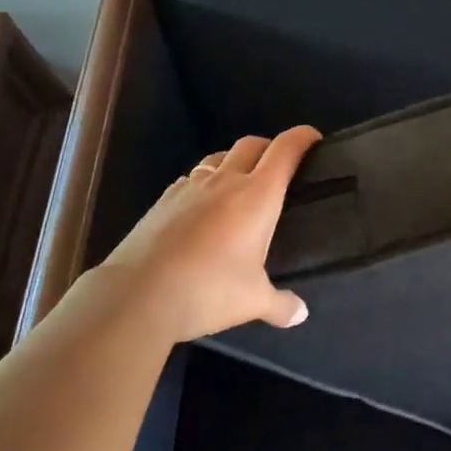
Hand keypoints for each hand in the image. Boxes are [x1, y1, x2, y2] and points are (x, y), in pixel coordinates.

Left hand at [88, 126, 322, 344]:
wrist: (136, 295)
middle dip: (269, 147)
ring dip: (235, 161)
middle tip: (280, 167)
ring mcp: (190, 187)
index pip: (285, 150)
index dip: (302, 137)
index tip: (314, 138)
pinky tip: (202, 208)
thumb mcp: (253, 301)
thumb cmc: (208, 290)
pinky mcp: (162, 200)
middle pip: (252, 144)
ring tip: (240, 184)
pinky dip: (204, 183)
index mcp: (258, 195)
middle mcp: (226, 180)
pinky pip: (191, 179)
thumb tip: (301, 314)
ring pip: (218, 157)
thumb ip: (281, 304)